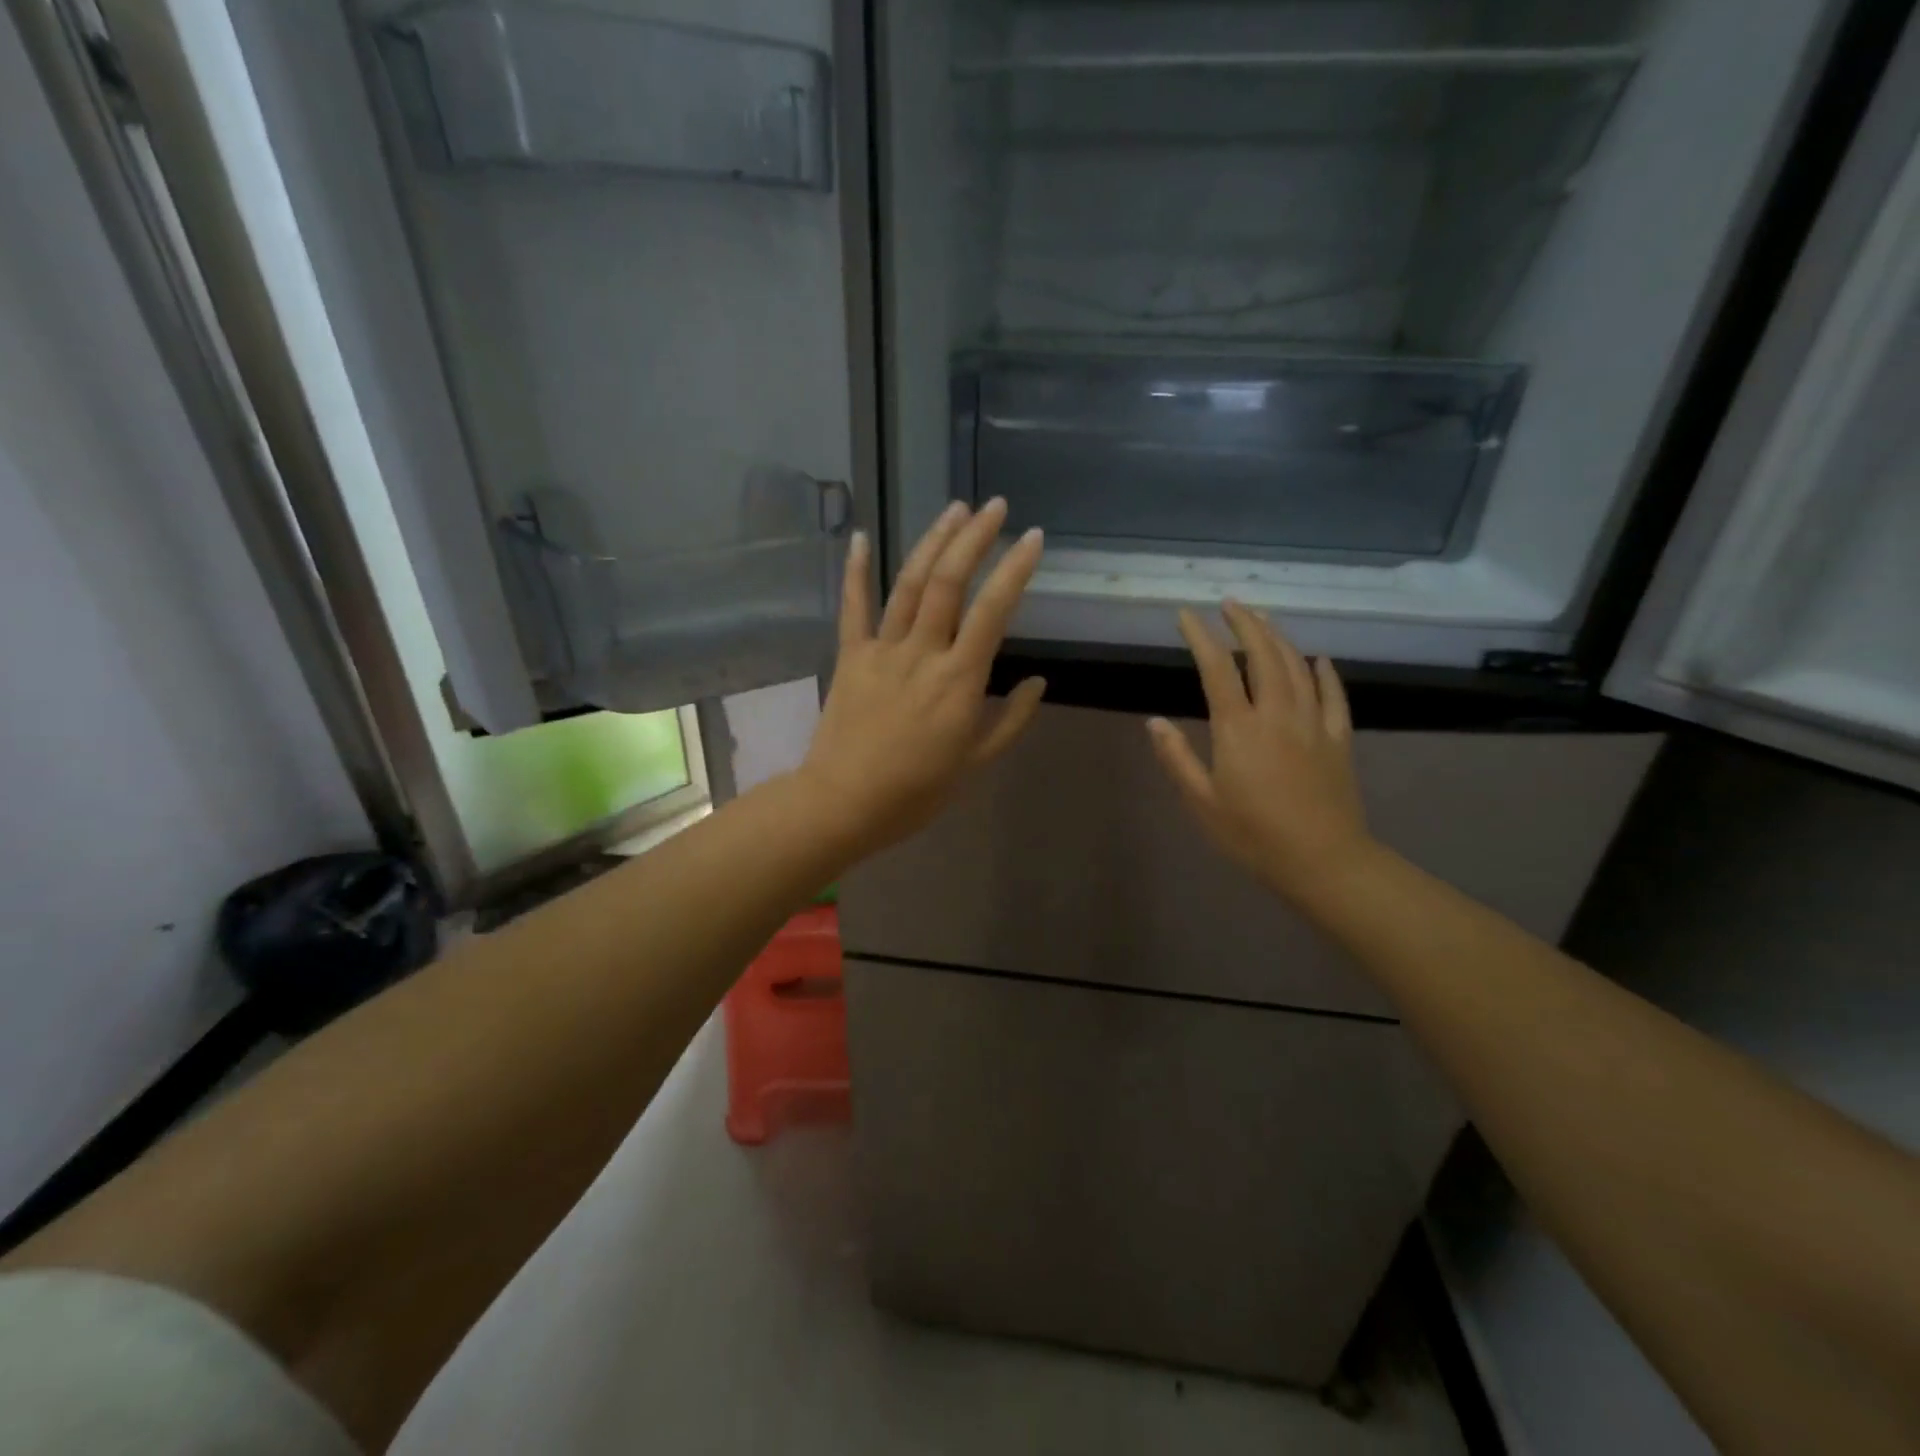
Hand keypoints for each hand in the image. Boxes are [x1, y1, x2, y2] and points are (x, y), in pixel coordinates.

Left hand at [798, 498, 1045, 859]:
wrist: (844, 804)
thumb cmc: (916, 791)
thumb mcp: (975, 763)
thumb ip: (1010, 720)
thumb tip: (1038, 681)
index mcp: (959, 680)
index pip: (993, 611)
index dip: (1015, 570)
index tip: (1033, 537)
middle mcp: (922, 653)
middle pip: (949, 582)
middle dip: (975, 538)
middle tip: (995, 506)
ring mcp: (882, 650)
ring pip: (910, 585)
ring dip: (932, 542)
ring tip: (954, 509)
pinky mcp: (850, 656)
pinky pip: (853, 607)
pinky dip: (857, 570)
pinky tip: (862, 536)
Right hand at [1147, 603, 1375, 903]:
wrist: (1324, 861)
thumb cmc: (1254, 835)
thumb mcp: (1202, 802)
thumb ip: (1177, 758)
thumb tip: (1153, 722)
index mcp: (1239, 729)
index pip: (1217, 669)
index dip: (1201, 637)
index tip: (1187, 614)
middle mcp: (1278, 714)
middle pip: (1263, 654)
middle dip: (1245, 623)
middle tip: (1230, 602)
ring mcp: (1314, 723)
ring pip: (1298, 666)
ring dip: (1279, 637)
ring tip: (1263, 619)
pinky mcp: (1339, 738)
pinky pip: (1334, 695)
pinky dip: (1325, 672)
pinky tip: (1319, 659)